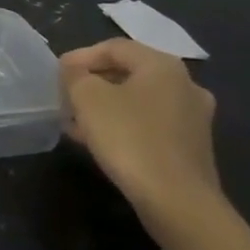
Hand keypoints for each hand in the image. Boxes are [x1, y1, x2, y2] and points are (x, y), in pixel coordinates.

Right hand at [60, 39, 218, 216]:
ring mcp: (193, 118)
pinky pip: (149, 125)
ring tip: (76, 122)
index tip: (56, 74)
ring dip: (105, 107)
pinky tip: (99, 142)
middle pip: (128, 72)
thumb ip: (75, 76)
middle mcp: (185, 85)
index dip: (81, 56)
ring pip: (138, 101)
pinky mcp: (191, 147)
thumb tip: (74, 72)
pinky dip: (123, 126)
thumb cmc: (130, 139)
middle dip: (93, 83)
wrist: (178, 202)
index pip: (114, 47)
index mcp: (163, 65)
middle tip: (65, 97)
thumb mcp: (88, 98)